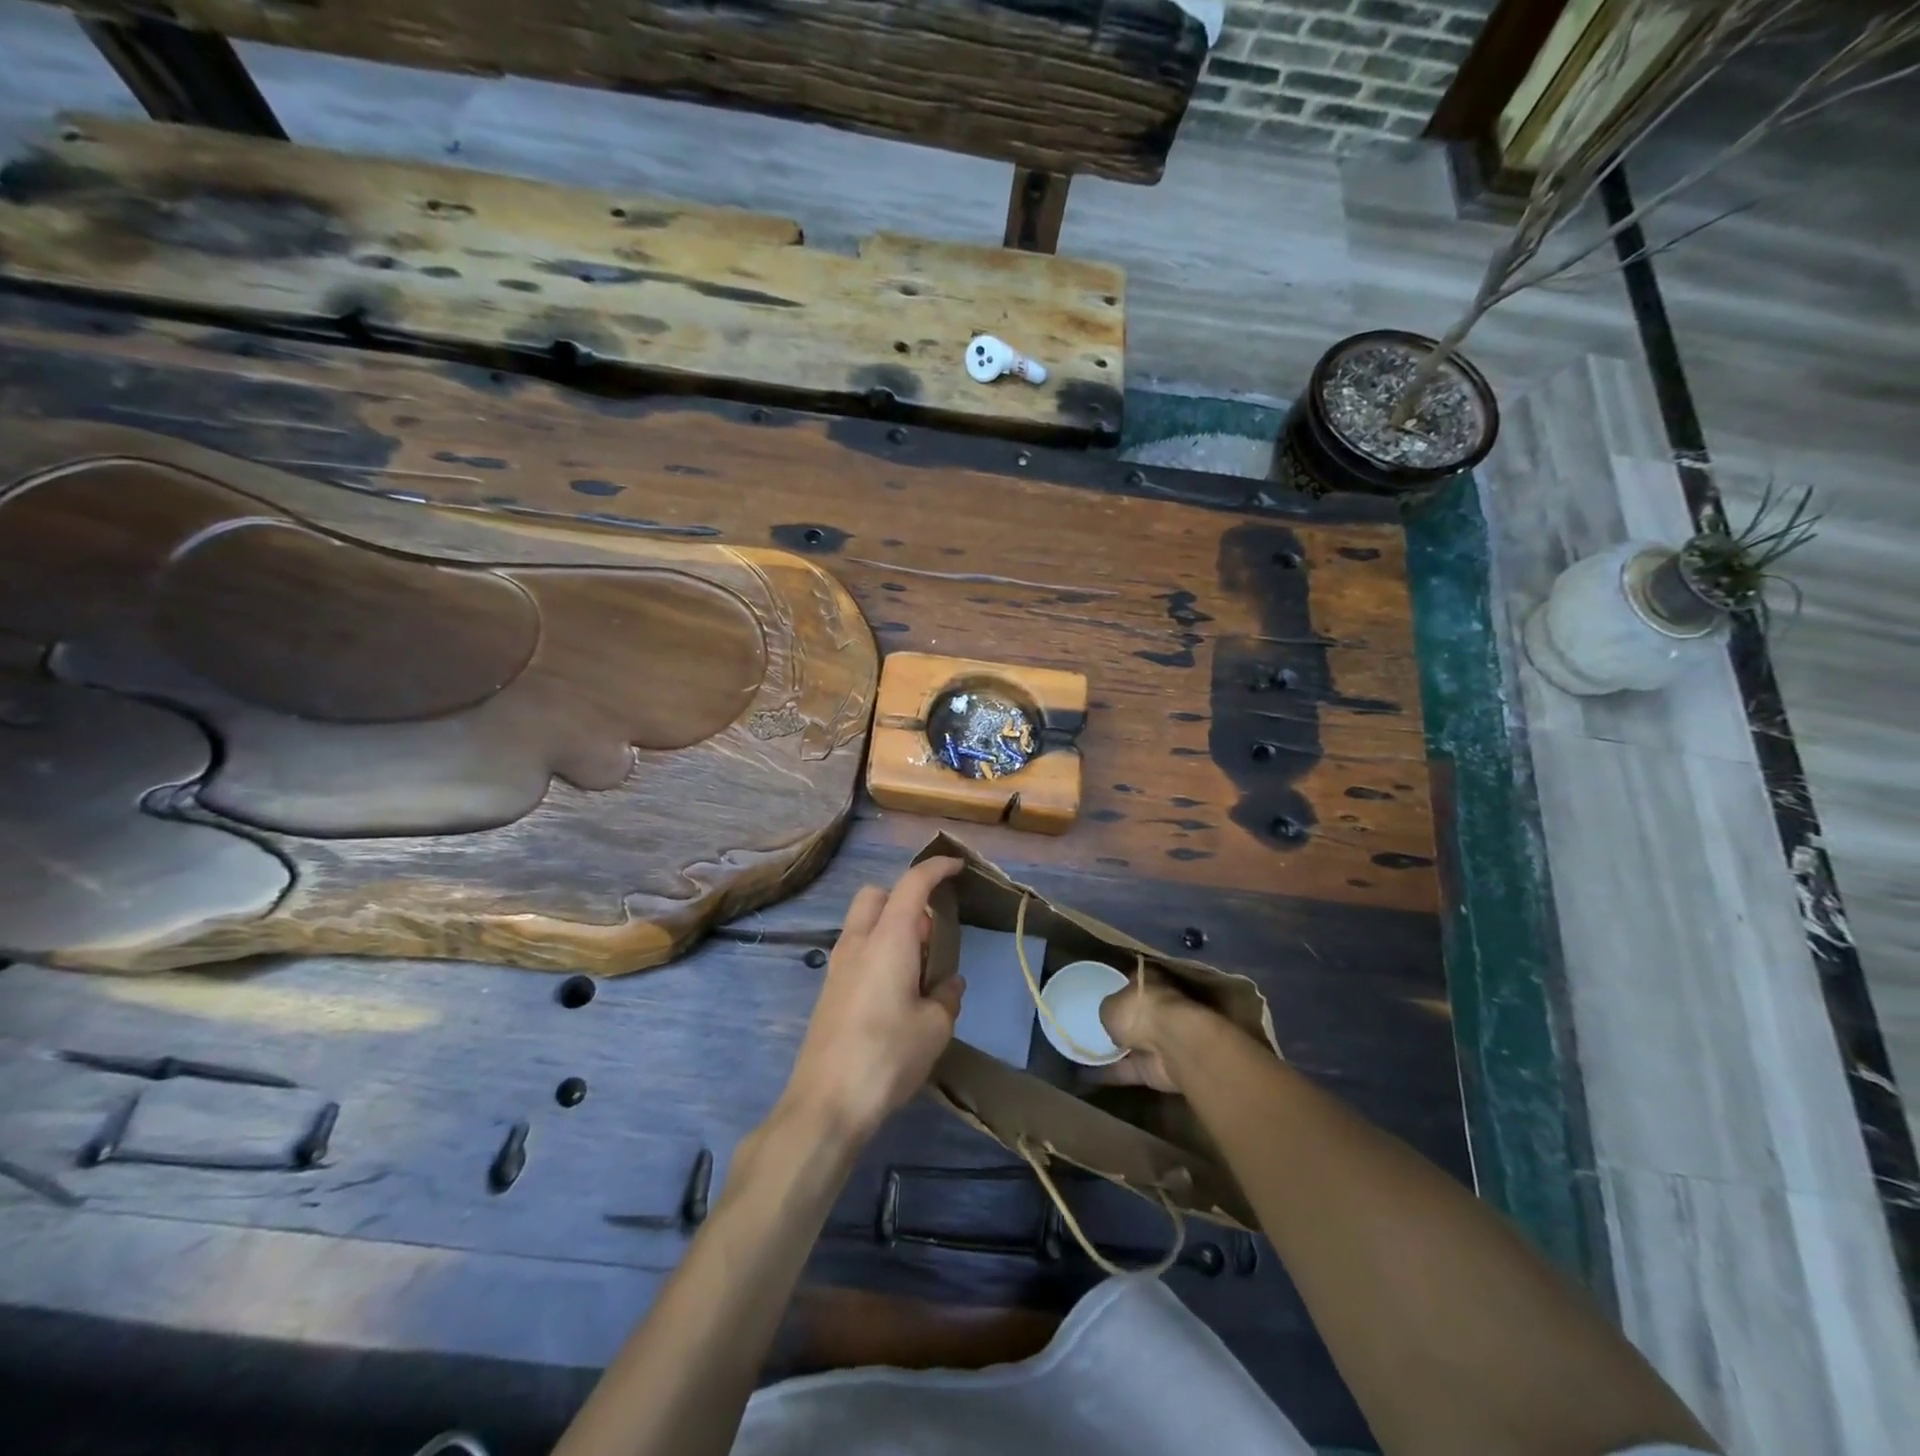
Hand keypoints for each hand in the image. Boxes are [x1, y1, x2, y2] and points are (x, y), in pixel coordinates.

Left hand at [781, 857, 966, 1141]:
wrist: (826, 1102)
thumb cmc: (888, 1055)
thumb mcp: (935, 1027)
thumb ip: (946, 995)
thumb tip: (948, 982)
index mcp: (888, 938)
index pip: (912, 884)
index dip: (936, 868)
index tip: (957, 867)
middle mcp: (858, 942)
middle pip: (877, 895)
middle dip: (905, 898)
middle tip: (930, 934)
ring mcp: (838, 966)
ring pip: (864, 923)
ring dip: (891, 928)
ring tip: (917, 970)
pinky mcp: (829, 991)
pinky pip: (856, 951)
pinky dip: (878, 952)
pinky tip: (896, 993)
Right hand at [1098, 967, 1210, 1092]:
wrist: (1172, 1046)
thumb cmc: (1140, 1011)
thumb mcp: (1109, 1004)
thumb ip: (1108, 1010)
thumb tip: (1109, 1018)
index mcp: (1149, 982)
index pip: (1131, 982)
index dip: (1116, 987)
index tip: (1099, 994)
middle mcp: (1158, 1008)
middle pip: (1134, 1014)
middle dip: (1118, 1021)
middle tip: (1091, 1024)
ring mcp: (1160, 1039)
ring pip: (1133, 1044)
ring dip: (1115, 1050)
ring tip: (1085, 1051)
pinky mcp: (1158, 1067)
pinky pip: (1130, 1069)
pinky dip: (1112, 1073)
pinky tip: (1089, 1075)